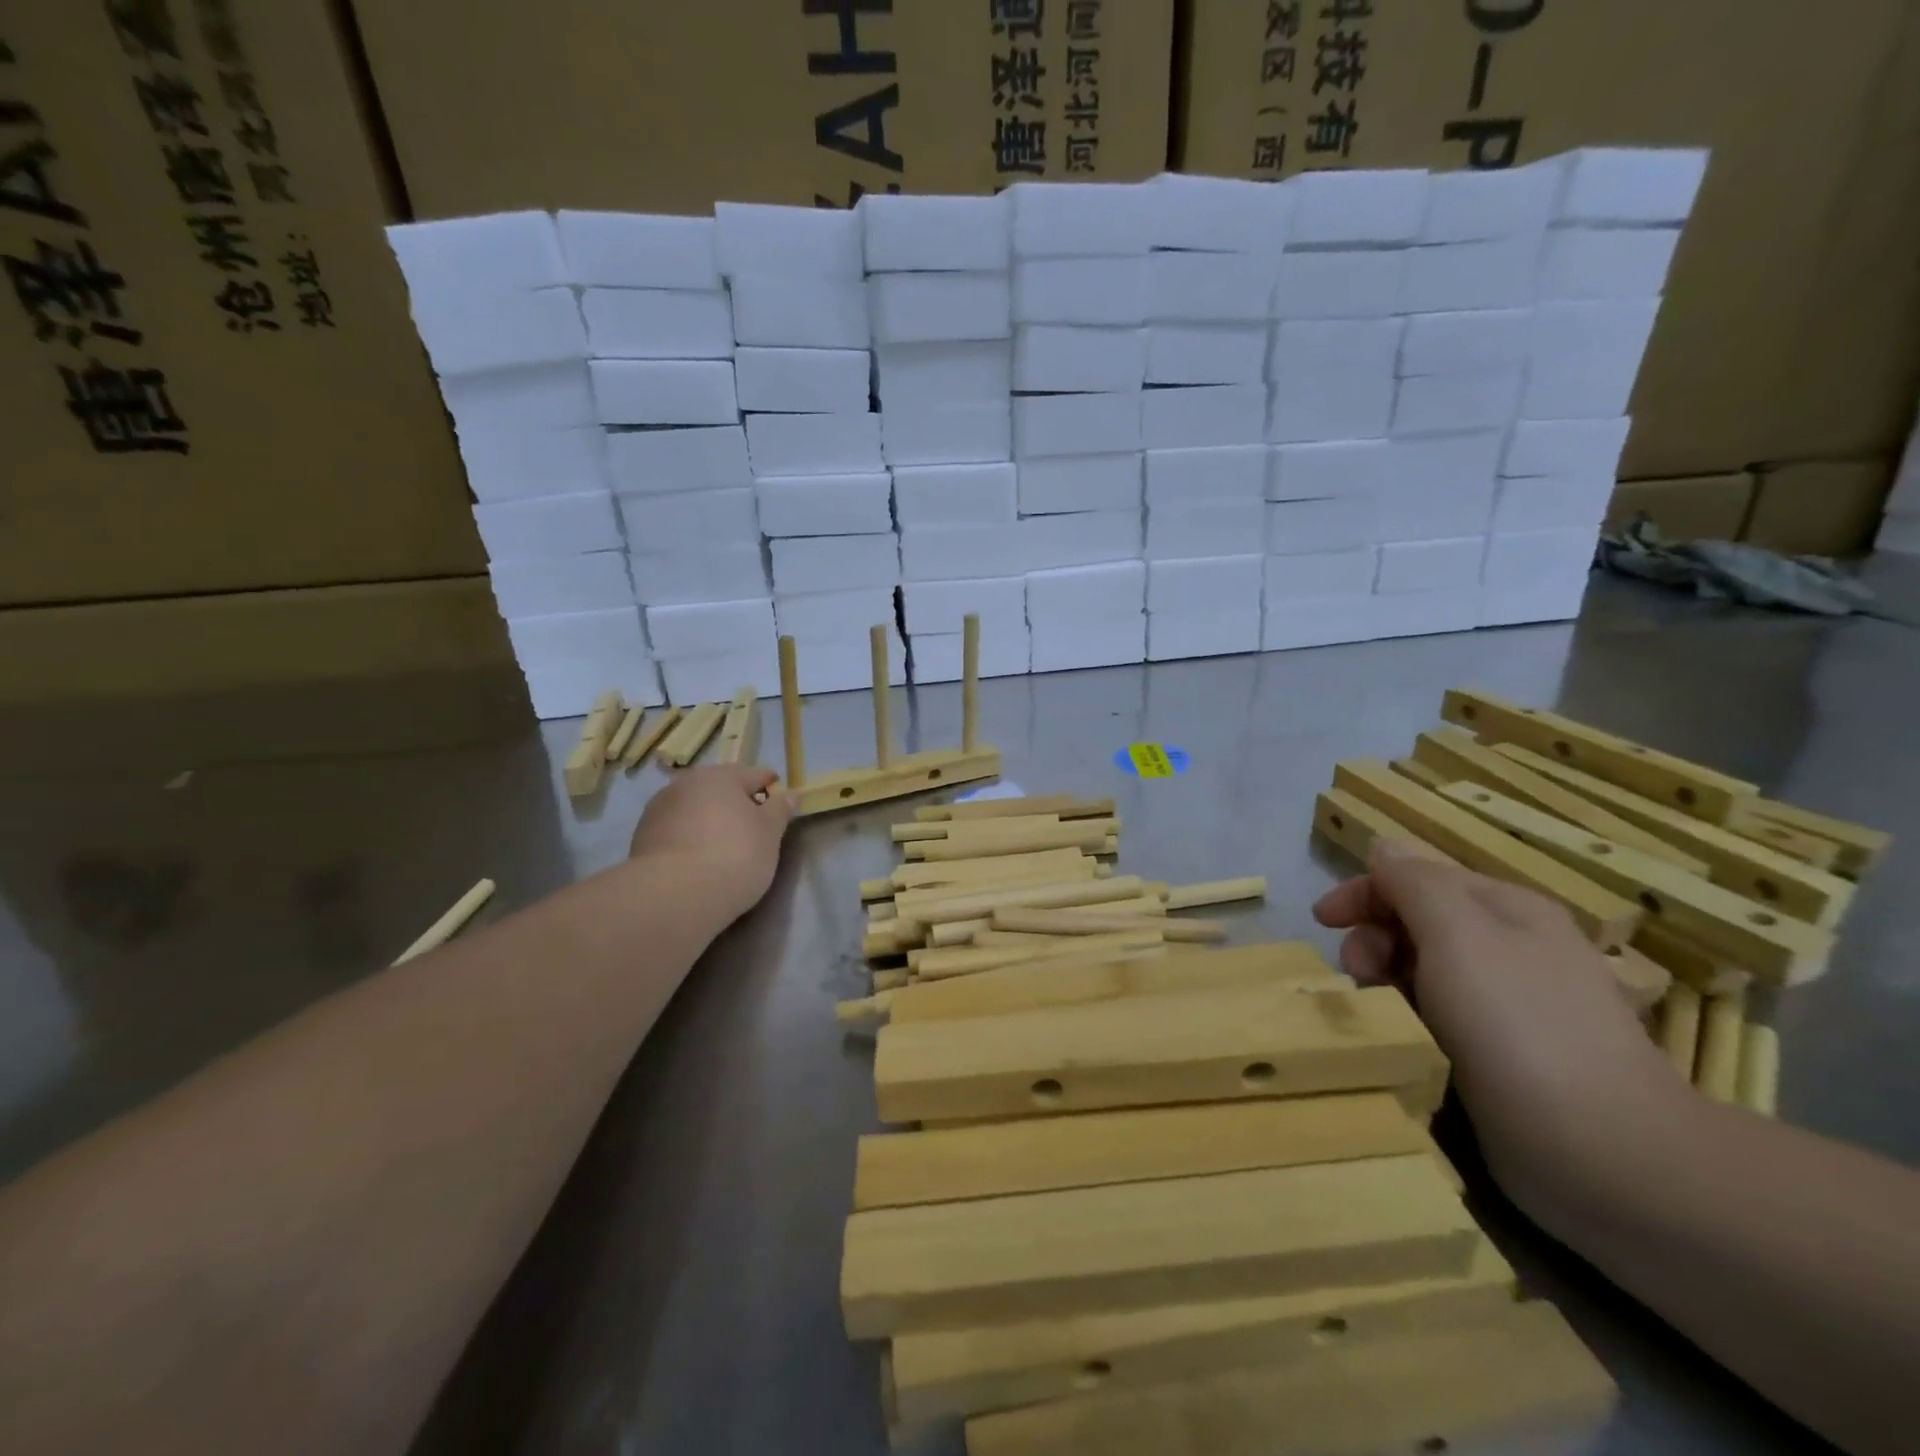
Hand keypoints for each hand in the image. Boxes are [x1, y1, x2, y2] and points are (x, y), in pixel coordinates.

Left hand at [629, 766, 795, 920]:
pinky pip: (675, 829)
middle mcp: (686, 784)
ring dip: (707, 816)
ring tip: (722, 839)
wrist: (675, 895)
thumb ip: (780, 809)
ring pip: (693, 806)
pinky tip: (697, 854)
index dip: (768, 782)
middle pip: (718, 787)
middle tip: (751, 818)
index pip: (753, 774)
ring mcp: (659, 809)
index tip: (777, 790)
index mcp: (721, 776)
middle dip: (734, 798)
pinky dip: (688, 835)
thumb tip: (790, 793)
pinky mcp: (641, 837)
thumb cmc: (735, 855)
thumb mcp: (770, 833)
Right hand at [1314, 840, 1685, 1228]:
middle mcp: (1514, 947)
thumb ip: (1414, 881)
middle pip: (1418, 921)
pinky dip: (1413, 1016)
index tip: (1321, 922)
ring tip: (1378, 1009)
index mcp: (1507, 908)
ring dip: (1388, 980)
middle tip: (1358, 973)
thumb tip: (1385, 847)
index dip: (1364, 891)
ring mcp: (1514, 1004)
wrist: (1604, 1152)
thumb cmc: (1518, 1025)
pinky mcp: (1509, 1056)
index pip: (1418, 877)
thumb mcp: (1456, 932)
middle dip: (1374, 938)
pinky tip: (1408, 1038)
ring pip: (1425, 971)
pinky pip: (1441, 1016)